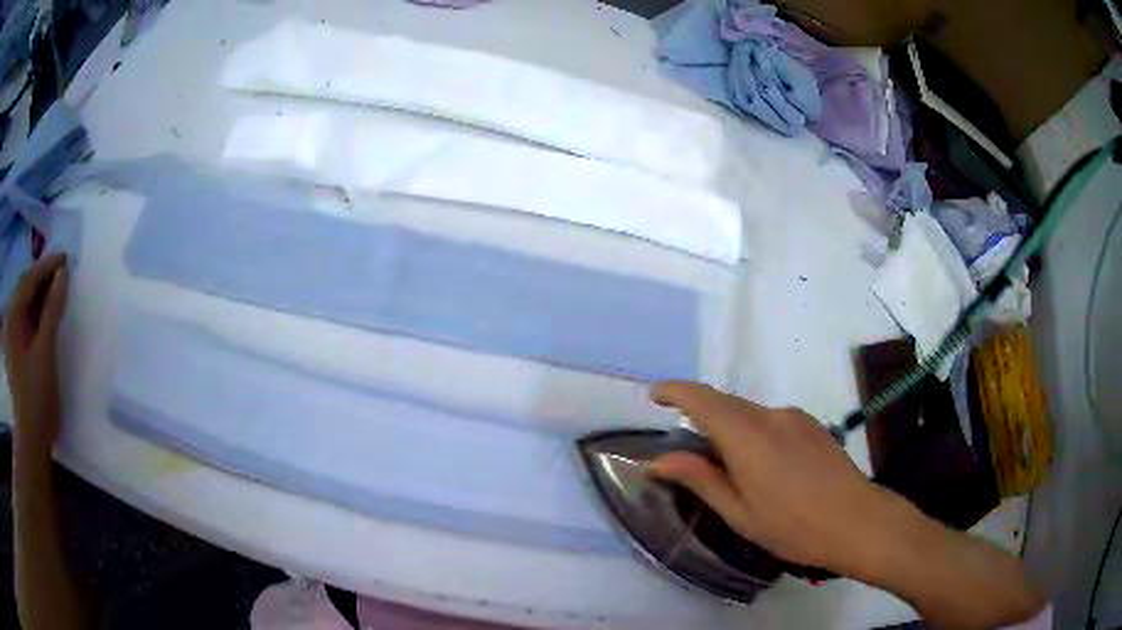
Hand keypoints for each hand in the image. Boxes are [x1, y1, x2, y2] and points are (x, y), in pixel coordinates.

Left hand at [4, 253, 68, 464]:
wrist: (31, 441)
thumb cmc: (36, 396)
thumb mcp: (46, 351)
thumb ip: (53, 309)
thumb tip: (63, 273)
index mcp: (12, 317)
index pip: (28, 280)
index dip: (46, 266)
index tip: (66, 258)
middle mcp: (9, 321)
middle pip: (25, 290)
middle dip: (43, 278)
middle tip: (63, 272)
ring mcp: (11, 339)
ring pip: (25, 306)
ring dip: (40, 296)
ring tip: (57, 290)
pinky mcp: (15, 353)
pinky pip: (24, 322)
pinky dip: (36, 314)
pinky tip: (45, 315)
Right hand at [648, 381, 897, 574]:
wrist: (857, 520)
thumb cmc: (792, 526)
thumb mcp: (739, 513)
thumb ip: (699, 479)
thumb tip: (657, 460)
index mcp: (747, 436)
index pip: (702, 399)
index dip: (674, 391)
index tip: (654, 396)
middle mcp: (770, 415)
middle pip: (724, 403)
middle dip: (700, 414)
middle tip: (687, 451)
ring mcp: (794, 416)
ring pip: (748, 412)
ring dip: (729, 427)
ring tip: (731, 469)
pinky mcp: (811, 423)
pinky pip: (770, 419)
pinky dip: (753, 431)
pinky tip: (765, 467)